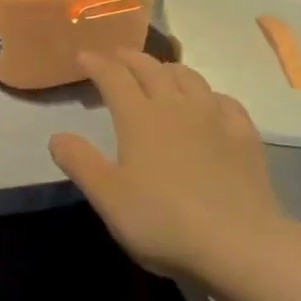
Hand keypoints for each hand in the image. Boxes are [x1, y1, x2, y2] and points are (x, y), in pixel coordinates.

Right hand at [50, 49, 287, 282]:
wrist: (239, 245)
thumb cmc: (163, 221)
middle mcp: (175, 105)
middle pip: (150, 68)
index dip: (96, 63)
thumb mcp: (108, 197)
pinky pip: (225, 101)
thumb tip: (56, 136)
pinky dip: (209, 94)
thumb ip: (80, 163)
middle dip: (129, 58)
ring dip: (168, 69)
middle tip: (116, 58)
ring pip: (189, 77)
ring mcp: (214, 117)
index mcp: (138, 116)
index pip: (113, 76)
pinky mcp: (244, 136)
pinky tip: (209, 103)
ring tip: (159, 73)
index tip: (83, 56)